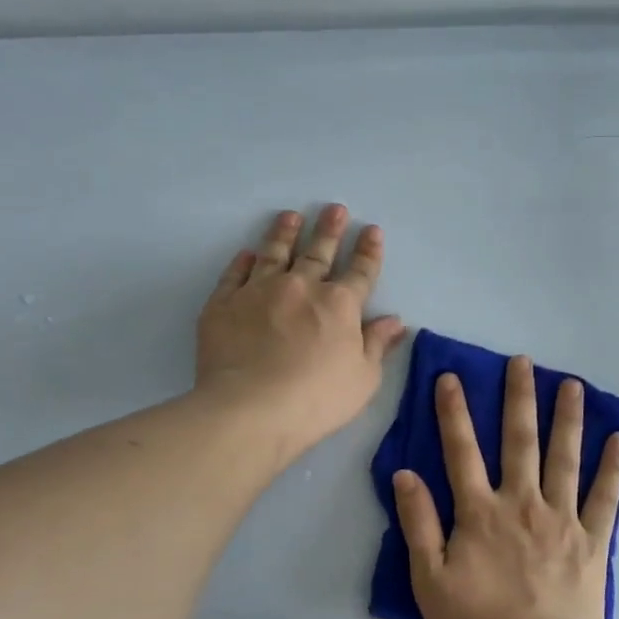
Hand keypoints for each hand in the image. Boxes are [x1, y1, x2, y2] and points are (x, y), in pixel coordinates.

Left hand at [196, 205, 405, 456]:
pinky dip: (243, 261)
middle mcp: (300, 287)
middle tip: (333, 209)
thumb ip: (377, 345)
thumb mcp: (363, 379)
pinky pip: (235, 274)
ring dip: (285, 233)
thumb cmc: (316, 399)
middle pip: (318, 252)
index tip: (371, 230)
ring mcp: (259, 291)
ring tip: (290, 216)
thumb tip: (394, 320)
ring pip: (275, 253)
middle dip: (329, 230)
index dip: (368, 250)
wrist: (250, 409)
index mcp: (339, 305)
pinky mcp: (224, 303)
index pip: (360, 271)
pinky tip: (248, 253)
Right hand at [392, 355, 618, 618]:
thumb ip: (418, 523)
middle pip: (519, 441)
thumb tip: (405, 474)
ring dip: (567, 418)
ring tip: (571, 384)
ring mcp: (561, 518)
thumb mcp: (429, 579)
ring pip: (565, 457)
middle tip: (523, 361)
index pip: (461, 451)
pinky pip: (606, 496)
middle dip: (519, 398)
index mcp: (480, 512)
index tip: (451, 377)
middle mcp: (521, 503)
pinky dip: (613, 466)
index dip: (454, 412)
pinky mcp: (592, 539)